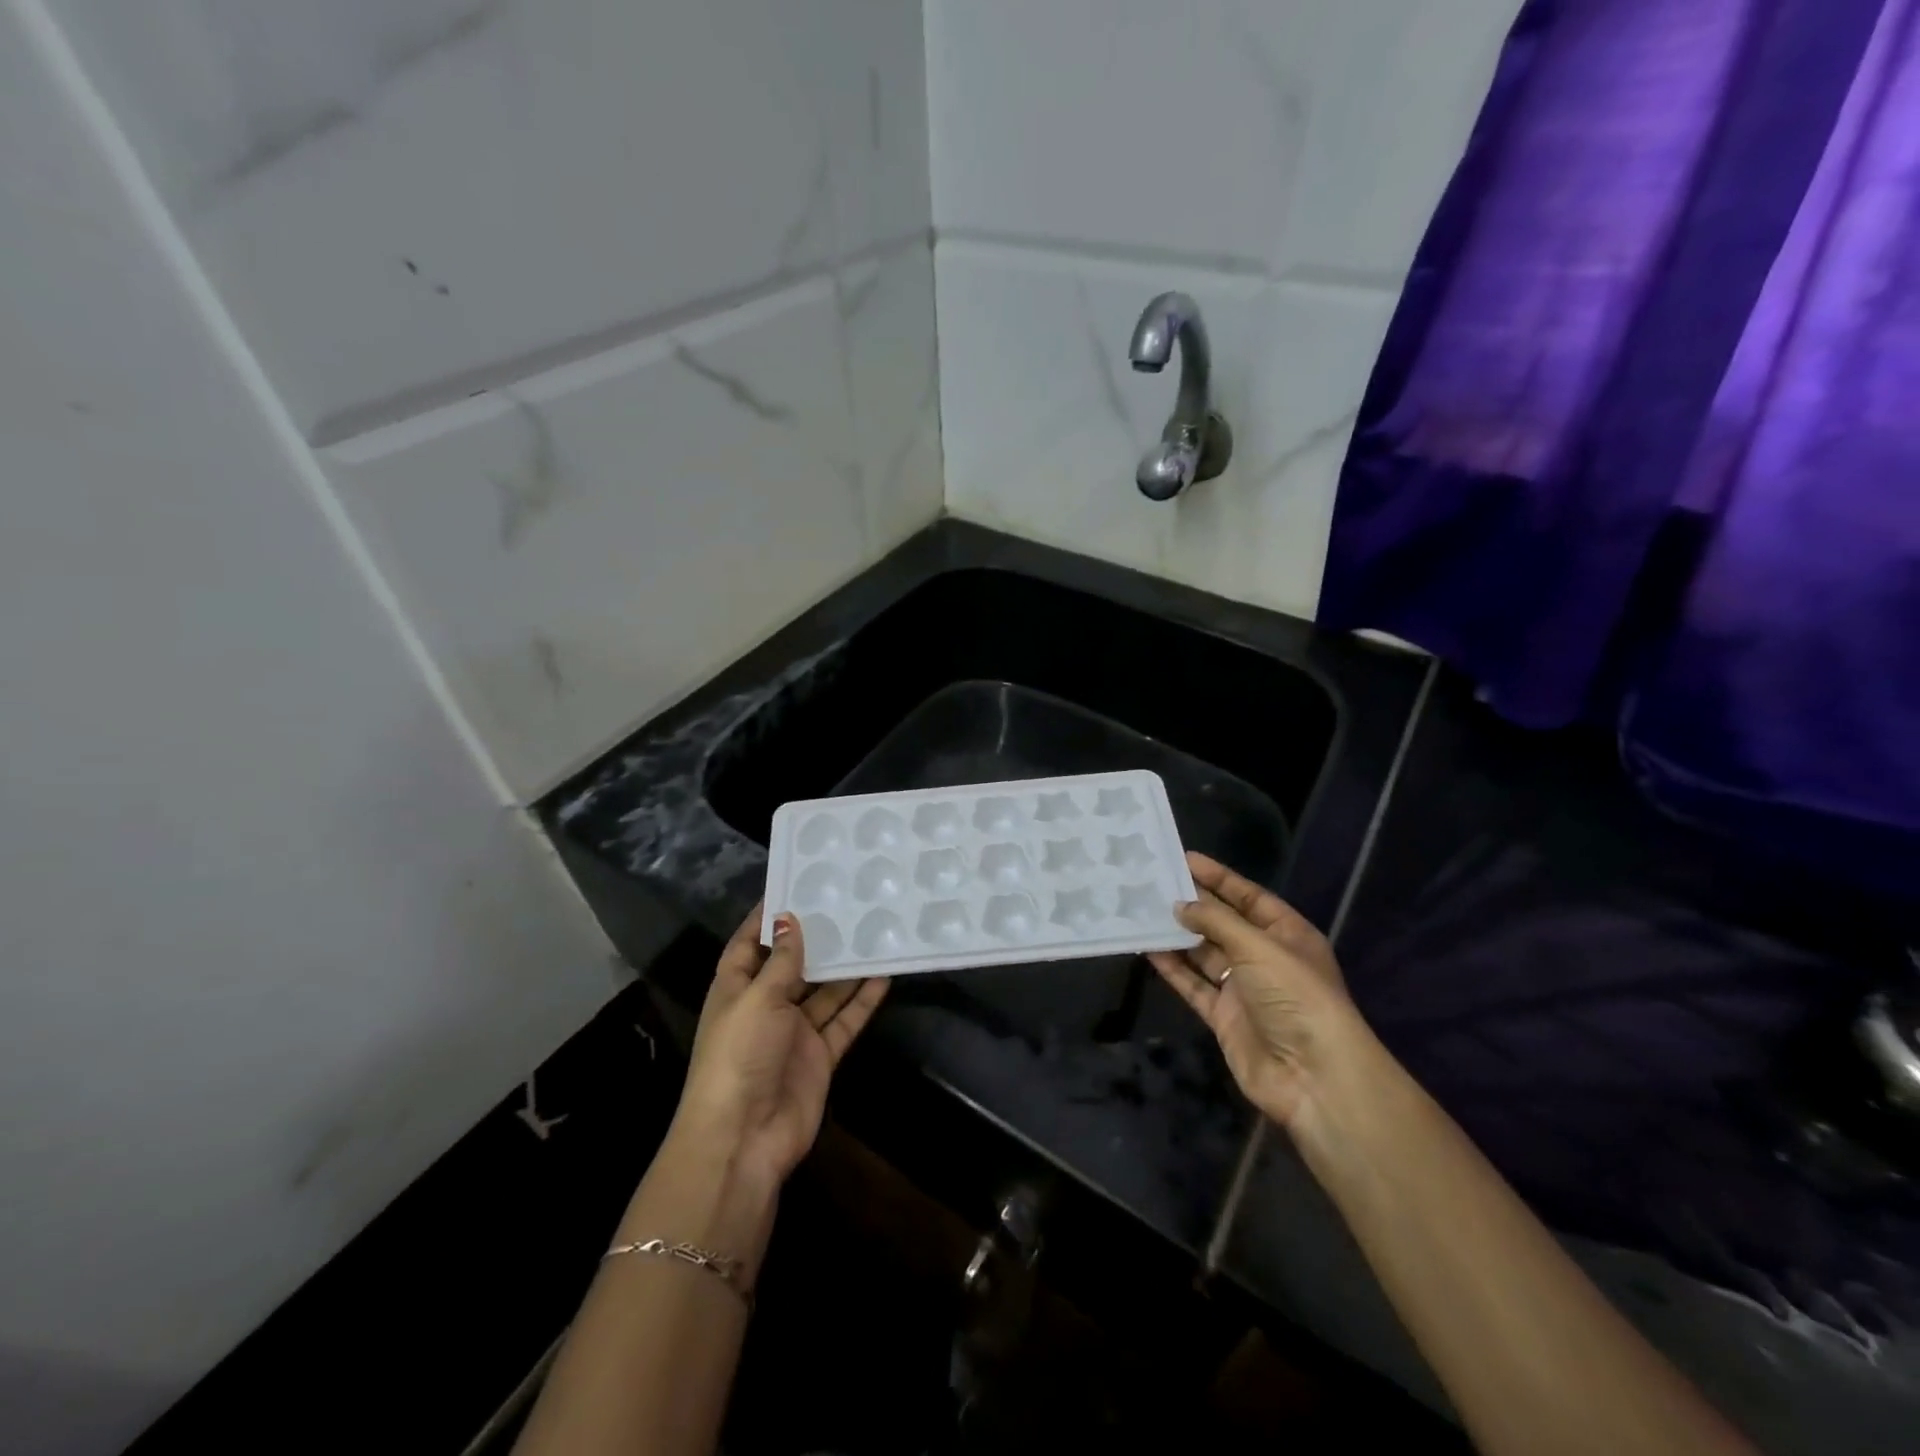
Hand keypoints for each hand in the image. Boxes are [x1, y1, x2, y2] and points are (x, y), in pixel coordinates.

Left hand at [672, 908, 888, 1191]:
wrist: (744, 1138)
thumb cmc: (739, 1056)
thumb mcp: (757, 999)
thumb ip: (782, 961)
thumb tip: (789, 918)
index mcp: (736, 989)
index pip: (750, 944)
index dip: (769, 918)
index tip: (795, 886)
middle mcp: (765, 1006)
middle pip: (793, 965)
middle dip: (816, 939)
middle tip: (847, 904)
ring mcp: (794, 1033)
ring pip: (824, 992)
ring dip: (845, 968)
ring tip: (873, 933)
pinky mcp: (819, 1056)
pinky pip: (843, 1021)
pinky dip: (862, 1001)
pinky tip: (884, 976)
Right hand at [1148, 853, 1371, 1139]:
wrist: (1313, 1077)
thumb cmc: (1296, 996)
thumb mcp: (1259, 947)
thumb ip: (1216, 921)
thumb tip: (1179, 905)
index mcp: (1286, 934)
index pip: (1248, 897)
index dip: (1218, 878)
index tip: (1184, 859)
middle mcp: (1265, 958)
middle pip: (1223, 923)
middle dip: (1192, 905)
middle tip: (1154, 883)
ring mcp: (1244, 988)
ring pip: (1204, 953)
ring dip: (1177, 935)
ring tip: (1143, 911)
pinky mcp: (1224, 1016)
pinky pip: (1193, 985)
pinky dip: (1173, 968)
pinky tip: (1148, 949)